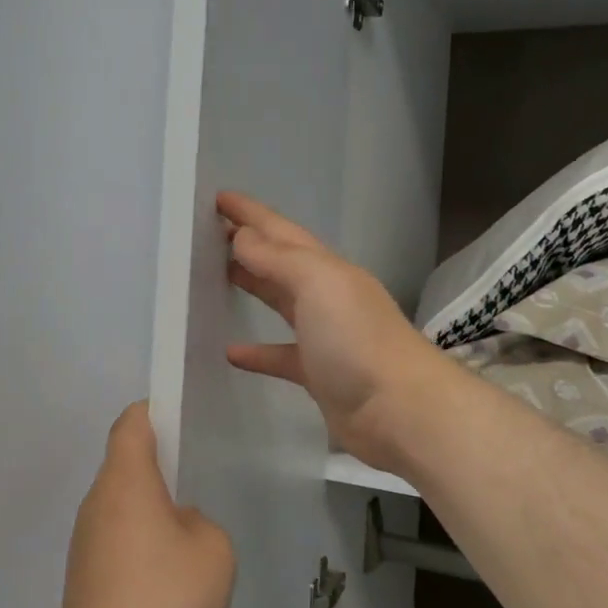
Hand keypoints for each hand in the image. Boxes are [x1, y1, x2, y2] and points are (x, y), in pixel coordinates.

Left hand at [55, 404, 235, 607]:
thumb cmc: (167, 599)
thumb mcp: (213, 549)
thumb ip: (199, 521)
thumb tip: (176, 525)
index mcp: (125, 482)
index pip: (131, 425)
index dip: (154, 412)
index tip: (180, 419)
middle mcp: (95, 503)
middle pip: (123, 464)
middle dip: (157, 466)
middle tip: (194, 479)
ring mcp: (82, 543)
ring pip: (119, 506)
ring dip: (148, 510)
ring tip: (186, 537)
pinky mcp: (80, 579)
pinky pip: (113, 541)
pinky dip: (137, 544)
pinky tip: (164, 579)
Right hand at [220, 191, 451, 468]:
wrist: (399, 409)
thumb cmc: (356, 339)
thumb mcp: (318, 284)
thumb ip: (278, 259)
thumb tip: (243, 237)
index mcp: (327, 268)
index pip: (280, 231)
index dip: (250, 213)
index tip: (216, 197)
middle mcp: (327, 295)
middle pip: (280, 262)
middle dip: (248, 243)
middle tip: (208, 233)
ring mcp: (324, 336)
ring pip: (280, 302)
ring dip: (252, 286)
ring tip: (215, 276)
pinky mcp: (318, 374)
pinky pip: (280, 355)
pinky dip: (257, 352)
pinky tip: (230, 353)